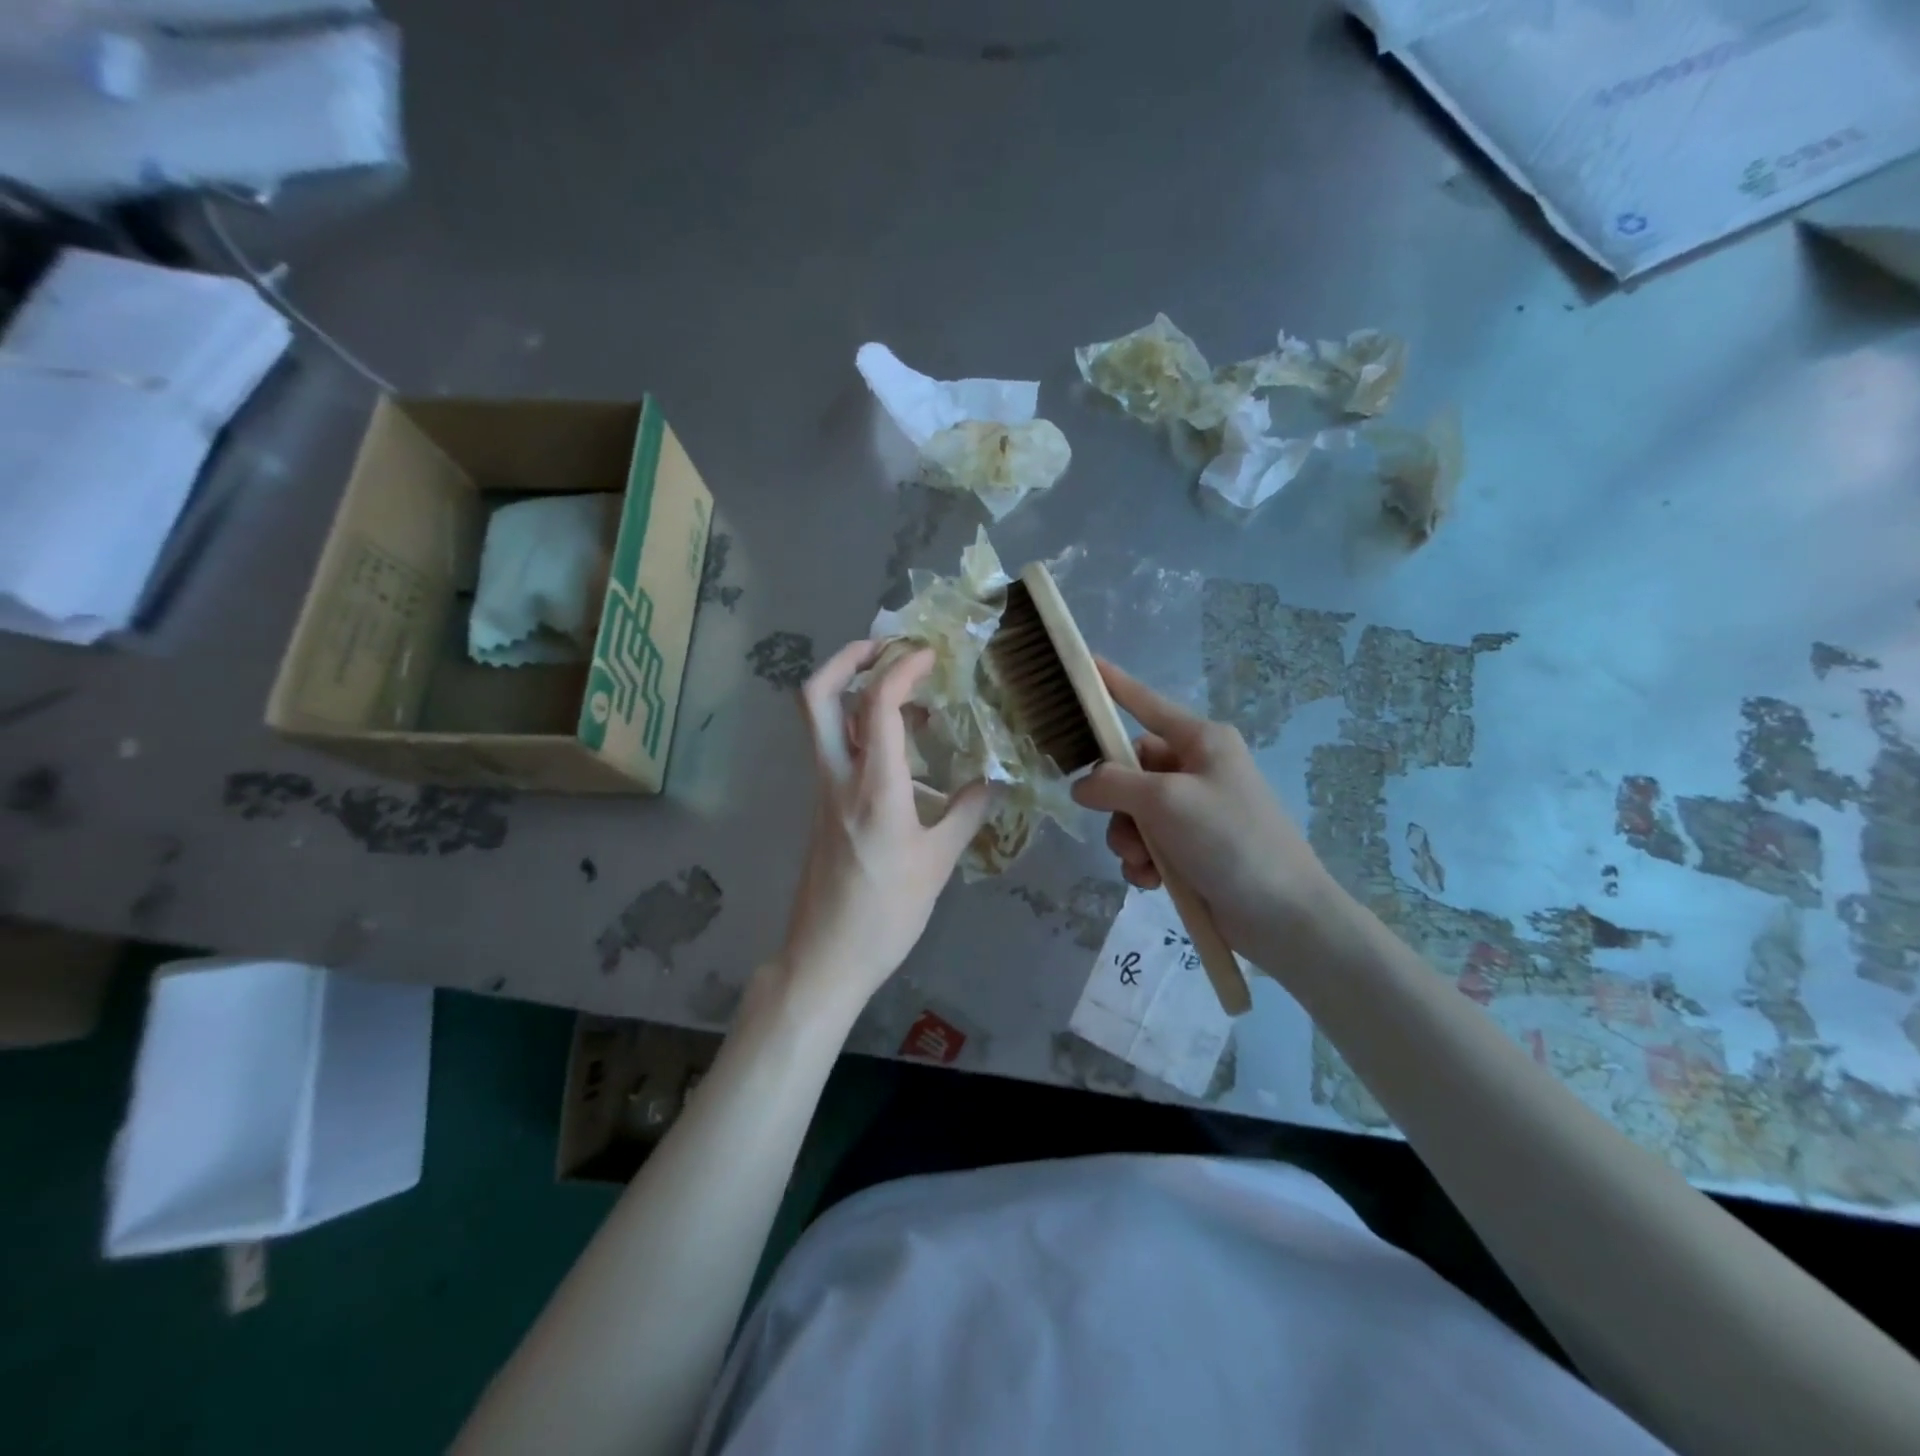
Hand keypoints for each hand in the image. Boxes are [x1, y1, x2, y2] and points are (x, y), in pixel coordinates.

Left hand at [773, 640, 990, 1024]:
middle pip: (817, 696)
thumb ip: (966, 813)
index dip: (903, 667)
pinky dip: (863, 728)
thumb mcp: (938, 863)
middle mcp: (838, 777)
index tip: (931, 655)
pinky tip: (904, 748)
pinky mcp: (823, 806)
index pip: (879, 704)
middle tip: (886, 647)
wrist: (826, 957)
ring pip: (823, 720)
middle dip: (847, 659)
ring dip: (857, 691)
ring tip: (910, 695)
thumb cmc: (886, 913)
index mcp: (874, 786)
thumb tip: (991, 781)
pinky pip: (836, 748)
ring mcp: (824, 790)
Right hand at [1069, 659, 1353, 970]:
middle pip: (1131, 769)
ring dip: (1129, 839)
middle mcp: (1197, 768)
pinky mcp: (1194, 847)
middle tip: (1125, 831)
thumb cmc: (1229, 840)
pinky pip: (1149, 842)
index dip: (1114, 686)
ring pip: (1134, 811)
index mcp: (1201, 741)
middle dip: (1117, 804)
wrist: (1283, 915)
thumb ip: (1113, 784)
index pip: (1146, 703)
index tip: (1086, 664)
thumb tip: (1082, 785)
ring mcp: (1196, 809)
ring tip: (1143, 864)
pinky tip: (1151, 881)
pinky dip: (1143, 861)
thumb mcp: (1165, 802)